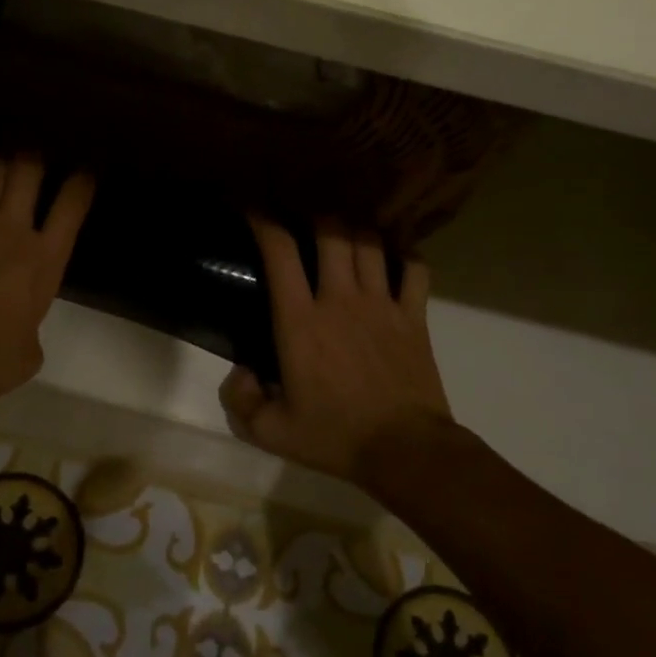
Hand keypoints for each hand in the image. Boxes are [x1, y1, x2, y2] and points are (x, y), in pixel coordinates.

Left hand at [0, 150, 93, 413]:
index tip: (83, 172)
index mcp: (46, 259)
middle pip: (28, 171)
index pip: (72, 204)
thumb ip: (32, 322)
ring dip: (0, 160)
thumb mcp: (32, 348)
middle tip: (33, 156)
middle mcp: (13, 230)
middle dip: (34, 157)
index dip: (81, 181)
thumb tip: (21, 323)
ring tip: (3, 156)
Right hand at [219, 217, 451, 482]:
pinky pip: (414, 269)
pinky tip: (396, 258)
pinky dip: (405, 256)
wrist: (405, 450)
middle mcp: (341, 299)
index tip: (253, 206)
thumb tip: (240, 372)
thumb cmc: (334, 437)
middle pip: (331, 232)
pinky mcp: (415, 316)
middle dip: (315, 213)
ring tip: (345, 227)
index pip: (280, 253)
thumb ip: (241, 401)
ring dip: (355, 229)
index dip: (263, 221)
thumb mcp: (271, 431)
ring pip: (370, 243)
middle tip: (304, 211)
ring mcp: (382, 304)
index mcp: (300, 321)